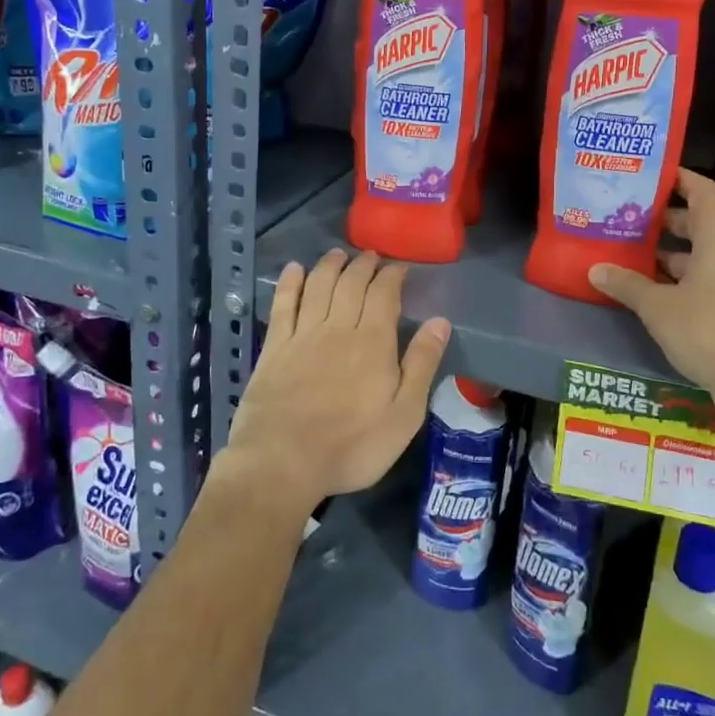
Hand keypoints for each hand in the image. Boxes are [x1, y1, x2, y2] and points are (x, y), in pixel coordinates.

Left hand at [223, 249, 450, 512]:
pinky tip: (294, 269)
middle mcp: (338, 327)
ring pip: (318, 286)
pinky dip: (290, 283)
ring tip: (338, 254)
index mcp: (373, 341)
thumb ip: (421, 364)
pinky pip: (283, 305)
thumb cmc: (352, 445)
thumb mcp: (404, 414)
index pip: (384, 294)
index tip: (399, 267)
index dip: (392, 276)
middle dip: (363, 265)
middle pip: (351, 284)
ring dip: (329, 266)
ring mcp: (302, 335)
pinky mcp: (274, 347)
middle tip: (370, 256)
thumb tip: (440, 322)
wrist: (283, 461)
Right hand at [589, 169, 714, 437]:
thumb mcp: (658, 307)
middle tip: (630, 217)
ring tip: (635, 253)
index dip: (678, 178)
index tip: (650, 175)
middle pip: (701, 220)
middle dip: (666, 219)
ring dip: (674, 252)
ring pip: (706, 252)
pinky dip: (686, 276)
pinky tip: (656, 289)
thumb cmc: (710, 330)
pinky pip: (713, 276)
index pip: (701, 190)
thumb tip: (596, 269)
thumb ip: (627, 284)